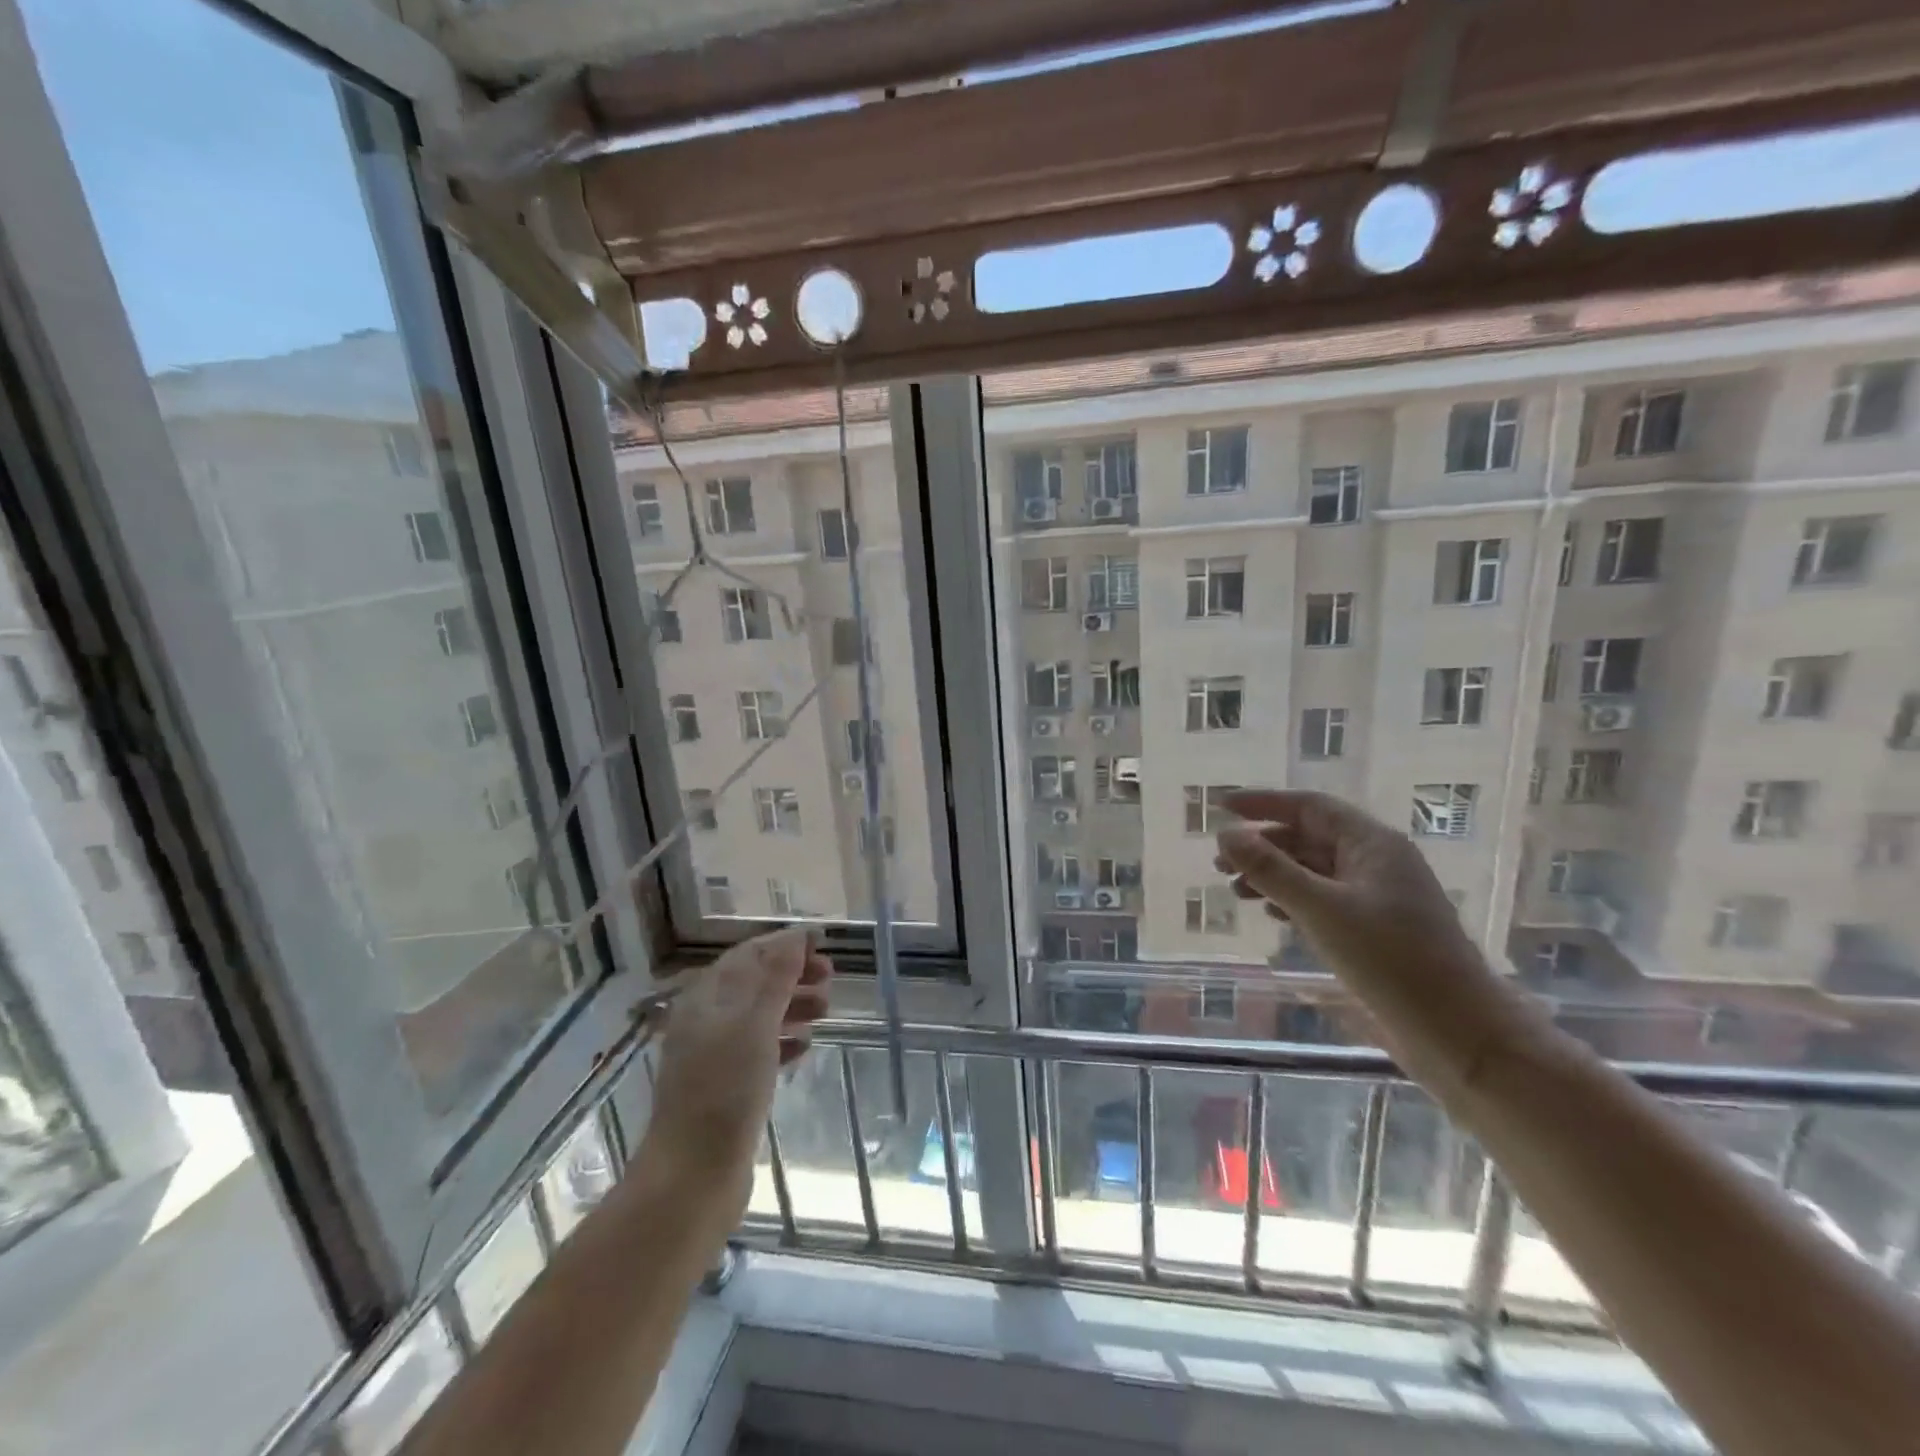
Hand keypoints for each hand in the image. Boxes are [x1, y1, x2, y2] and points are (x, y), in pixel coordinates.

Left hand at [643, 927, 831, 1213]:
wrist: (692, 1175)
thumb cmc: (724, 1090)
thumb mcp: (755, 1025)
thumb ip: (776, 978)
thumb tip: (796, 936)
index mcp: (705, 999)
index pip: (748, 955)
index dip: (784, 946)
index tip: (822, 944)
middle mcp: (705, 1020)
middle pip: (754, 984)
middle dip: (792, 976)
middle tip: (831, 979)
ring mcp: (712, 1056)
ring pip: (758, 1017)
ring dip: (792, 1007)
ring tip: (826, 1012)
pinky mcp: (723, 1088)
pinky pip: (757, 1051)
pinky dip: (782, 1041)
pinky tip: (805, 1048)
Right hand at [1213, 788, 1481, 991]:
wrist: (1457, 1031)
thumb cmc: (1390, 959)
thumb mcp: (1321, 909)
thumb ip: (1270, 869)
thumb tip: (1225, 835)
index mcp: (1373, 843)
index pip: (1309, 807)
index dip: (1263, 804)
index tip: (1221, 808)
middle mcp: (1377, 861)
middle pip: (1309, 837)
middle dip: (1262, 845)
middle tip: (1219, 863)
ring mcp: (1379, 896)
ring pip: (1315, 871)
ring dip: (1274, 875)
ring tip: (1236, 891)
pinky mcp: (1377, 929)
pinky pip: (1325, 899)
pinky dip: (1293, 900)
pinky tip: (1272, 914)